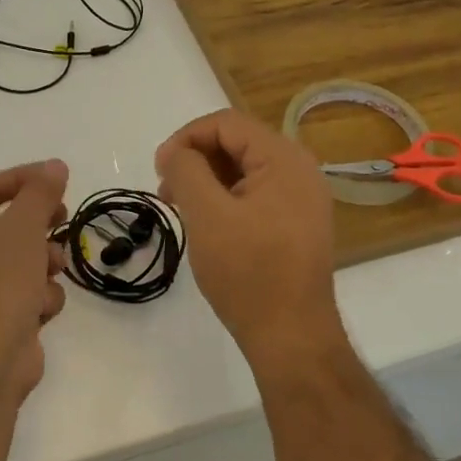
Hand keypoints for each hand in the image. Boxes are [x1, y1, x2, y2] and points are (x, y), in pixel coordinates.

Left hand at [0, 159, 69, 398]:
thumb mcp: (22, 228)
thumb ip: (40, 193)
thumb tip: (54, 166)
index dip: (23, 179)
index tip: (58, 178)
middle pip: (6, 224)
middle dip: (39, 225)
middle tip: (63, 218)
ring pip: (21, 260)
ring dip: (44, 263)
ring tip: (52, 270)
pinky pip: (25, 293)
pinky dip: (38, 298)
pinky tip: (41, 310)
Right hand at [155, 110, 340, 365]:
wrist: (292, 337)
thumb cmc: (248, 272)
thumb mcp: (207, 215)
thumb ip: (186, 170)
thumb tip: (174, 152)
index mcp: (284, 159)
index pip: (227, 124)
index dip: (186, 137)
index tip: (159, 168)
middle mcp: (299, 170)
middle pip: (237, 144)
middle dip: (196, 160)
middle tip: (166, 192)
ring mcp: (301, 199)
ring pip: (243, 170)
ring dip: (207, 180)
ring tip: (180, 209)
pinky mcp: (296, 223)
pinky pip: (255, 194)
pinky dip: (225, 199)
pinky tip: (206, 224)